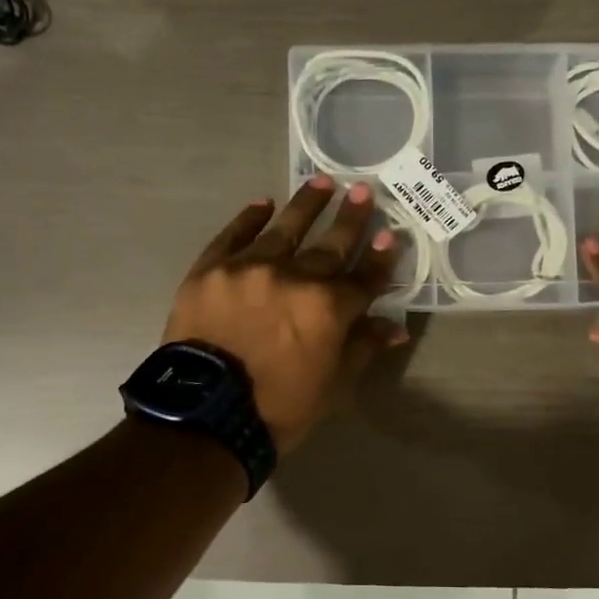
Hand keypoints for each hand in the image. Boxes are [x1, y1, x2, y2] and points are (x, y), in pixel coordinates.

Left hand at [164, 176, 407, 454]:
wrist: (203, 416)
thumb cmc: (277, 408)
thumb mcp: (331, 385)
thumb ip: (361, 347)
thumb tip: (395, 327)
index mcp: (328, 309)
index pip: (364, 278)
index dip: (380, 259)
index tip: (391, 235)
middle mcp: (294, 277)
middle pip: (331, 245)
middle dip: (351, 218)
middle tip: (363, 191)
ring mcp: (249, 268)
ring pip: (285, 229)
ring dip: (307, 205)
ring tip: (322, 182)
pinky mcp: (211, 269)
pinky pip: (234, 235)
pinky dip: (249, 218)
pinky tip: (263, 203)